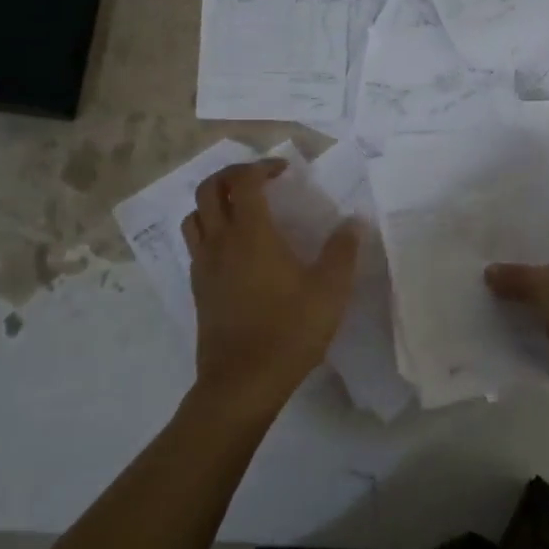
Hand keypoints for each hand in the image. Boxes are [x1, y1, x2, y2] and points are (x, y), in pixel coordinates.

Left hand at [182, 158, 359, 422]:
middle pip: (209, 189)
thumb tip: (353, 221)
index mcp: (251, 234)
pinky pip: (196, 244)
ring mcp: (203, 266)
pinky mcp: (198, 288)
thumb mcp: (330, 291)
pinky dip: (210, 230)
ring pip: (195, 216)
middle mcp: (220, 242)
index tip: (284, 171)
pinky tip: (234, 250)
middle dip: (232, 175)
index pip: (243, 181)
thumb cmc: (289, 332)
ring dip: (215, 202)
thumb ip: (342, 251)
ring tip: (241, 210)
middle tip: (260, 180)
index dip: (262, 167)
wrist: (242, 382)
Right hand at [486, 233, 548, 435]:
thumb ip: (517, 276)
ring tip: (492, 299)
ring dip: (529, 305)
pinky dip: (536, 333)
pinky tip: (507, 331)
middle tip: (490, 270)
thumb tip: (490, 271)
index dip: (536, 238)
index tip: (503, 242)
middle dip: (527, 272)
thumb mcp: (547, 287)